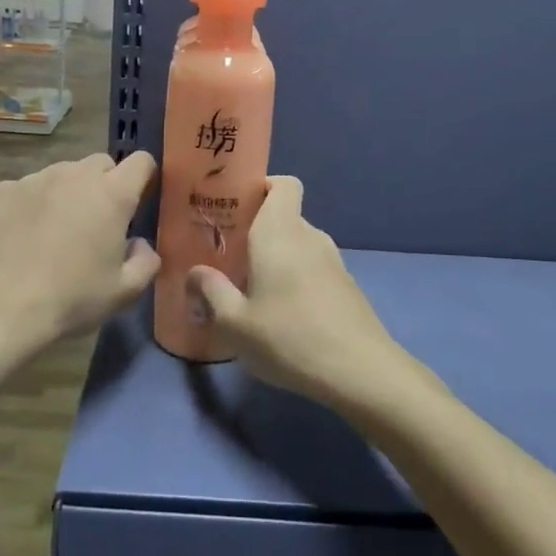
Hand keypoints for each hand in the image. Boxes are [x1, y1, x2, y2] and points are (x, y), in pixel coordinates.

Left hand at [0, 151, 160, 364]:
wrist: (0, 311)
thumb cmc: (71, 300)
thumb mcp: (124, 292)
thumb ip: (146, 261)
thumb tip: (139, 244)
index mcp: (112, 195)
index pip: (141, 162)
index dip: (144, 177)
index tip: (138, 200)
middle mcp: (75, 175)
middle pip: (101, 164)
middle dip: (105, 185)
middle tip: (96, 222)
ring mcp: (36, 179)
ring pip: (63, 174)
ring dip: (68, 192)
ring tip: (55, 230)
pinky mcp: (3, 190)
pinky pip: (28, 187)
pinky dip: (33, 203)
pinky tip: (23, 235)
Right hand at [185, 176, 409, 410]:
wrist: (360, 372)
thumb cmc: (289, 338)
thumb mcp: (235, 323)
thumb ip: (211, 291)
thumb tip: (195, 272)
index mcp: (280, 232)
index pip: (283, 184)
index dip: (262, 187)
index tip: (235, 210)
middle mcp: (309, 236)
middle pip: (284, 216)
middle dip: (257, 231)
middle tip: (229, 258)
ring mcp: (333, 261)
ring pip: (298, 244)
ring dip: (276, 258)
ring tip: (252, 290)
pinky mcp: (346, 286)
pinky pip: (313, 267)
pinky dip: (296, 278)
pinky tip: (283, 313)